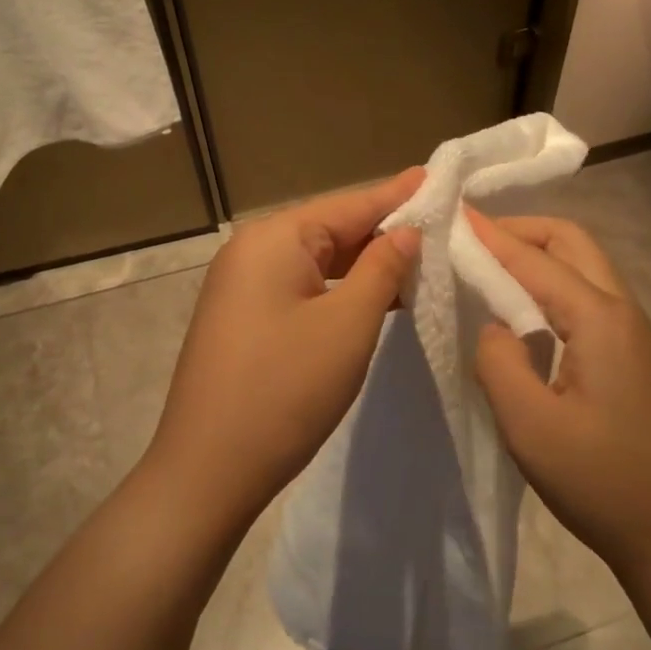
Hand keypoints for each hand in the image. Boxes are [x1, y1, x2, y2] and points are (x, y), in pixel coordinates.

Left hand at [146, 168, 425, 521]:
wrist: (208, 471)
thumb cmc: (284, 390)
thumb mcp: (348, 325)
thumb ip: (382, 269)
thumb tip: (406, 231)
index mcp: (274, 238)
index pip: (350, 204)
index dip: (398, 194)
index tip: (439, 178)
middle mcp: (252, 251)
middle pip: (332, 229)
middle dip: (385, 231)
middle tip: (442, 226)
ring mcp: (243, 287)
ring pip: (319, 261)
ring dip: (366, 265)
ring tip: (420, 259)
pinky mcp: (245, 319)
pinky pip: (303, 288)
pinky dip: (340, 290)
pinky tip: (377, 297)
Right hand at [469, 211, 650, 593]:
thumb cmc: (599, 480)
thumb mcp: (528, 424)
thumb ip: (498, 360)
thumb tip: (494, 327)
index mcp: (600, 319)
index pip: (535, 259)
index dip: (491, 235)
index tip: (452, 215)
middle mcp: (623, 312)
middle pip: (572, 243)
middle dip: (521, 230)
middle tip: (473, 239)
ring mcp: (634, 334)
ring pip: (584, 267)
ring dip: (538, 255)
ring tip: (490, 268)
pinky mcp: (633, 357)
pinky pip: (588, 298)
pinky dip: (551, 285)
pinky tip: (523, 313)